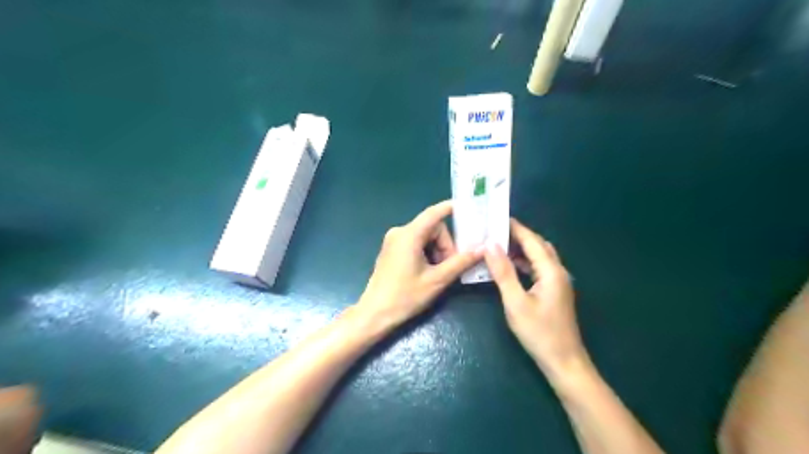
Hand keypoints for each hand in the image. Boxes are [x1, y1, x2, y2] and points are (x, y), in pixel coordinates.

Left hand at [357, 201, 482, 328]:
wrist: (375, 313)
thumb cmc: (406, 296)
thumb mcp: (437, 280)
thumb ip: (460, 262)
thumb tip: (482, 249)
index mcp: (409, 235)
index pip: (434, 213)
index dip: (451, 208)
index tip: (469, 208)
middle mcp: (399, 232)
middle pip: (432, 228)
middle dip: (445, 245)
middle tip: (450, 266)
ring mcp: (393, 240)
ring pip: (425, 237)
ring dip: (437, 251)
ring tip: (439, 273)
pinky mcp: (391, 250)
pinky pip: (415, 243)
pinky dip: (426, 253)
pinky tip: (428, 271)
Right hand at [482, 220, 592, 383]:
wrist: (563, 362)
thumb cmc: (539, 332)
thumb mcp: (515, 302)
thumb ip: (503, 272)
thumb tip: (490, 245)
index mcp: (551, 270)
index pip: (531, 240)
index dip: (514, 227)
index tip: (495, 217)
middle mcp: (557, 271)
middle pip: (538, 245)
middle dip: (517, 235)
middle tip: (494, 230)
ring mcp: (558, 282)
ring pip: (539, 257)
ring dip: (520, 249)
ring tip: (497, 244)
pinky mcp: (554, 291)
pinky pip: (538, 268)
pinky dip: (524, 263)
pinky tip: (509, 266)